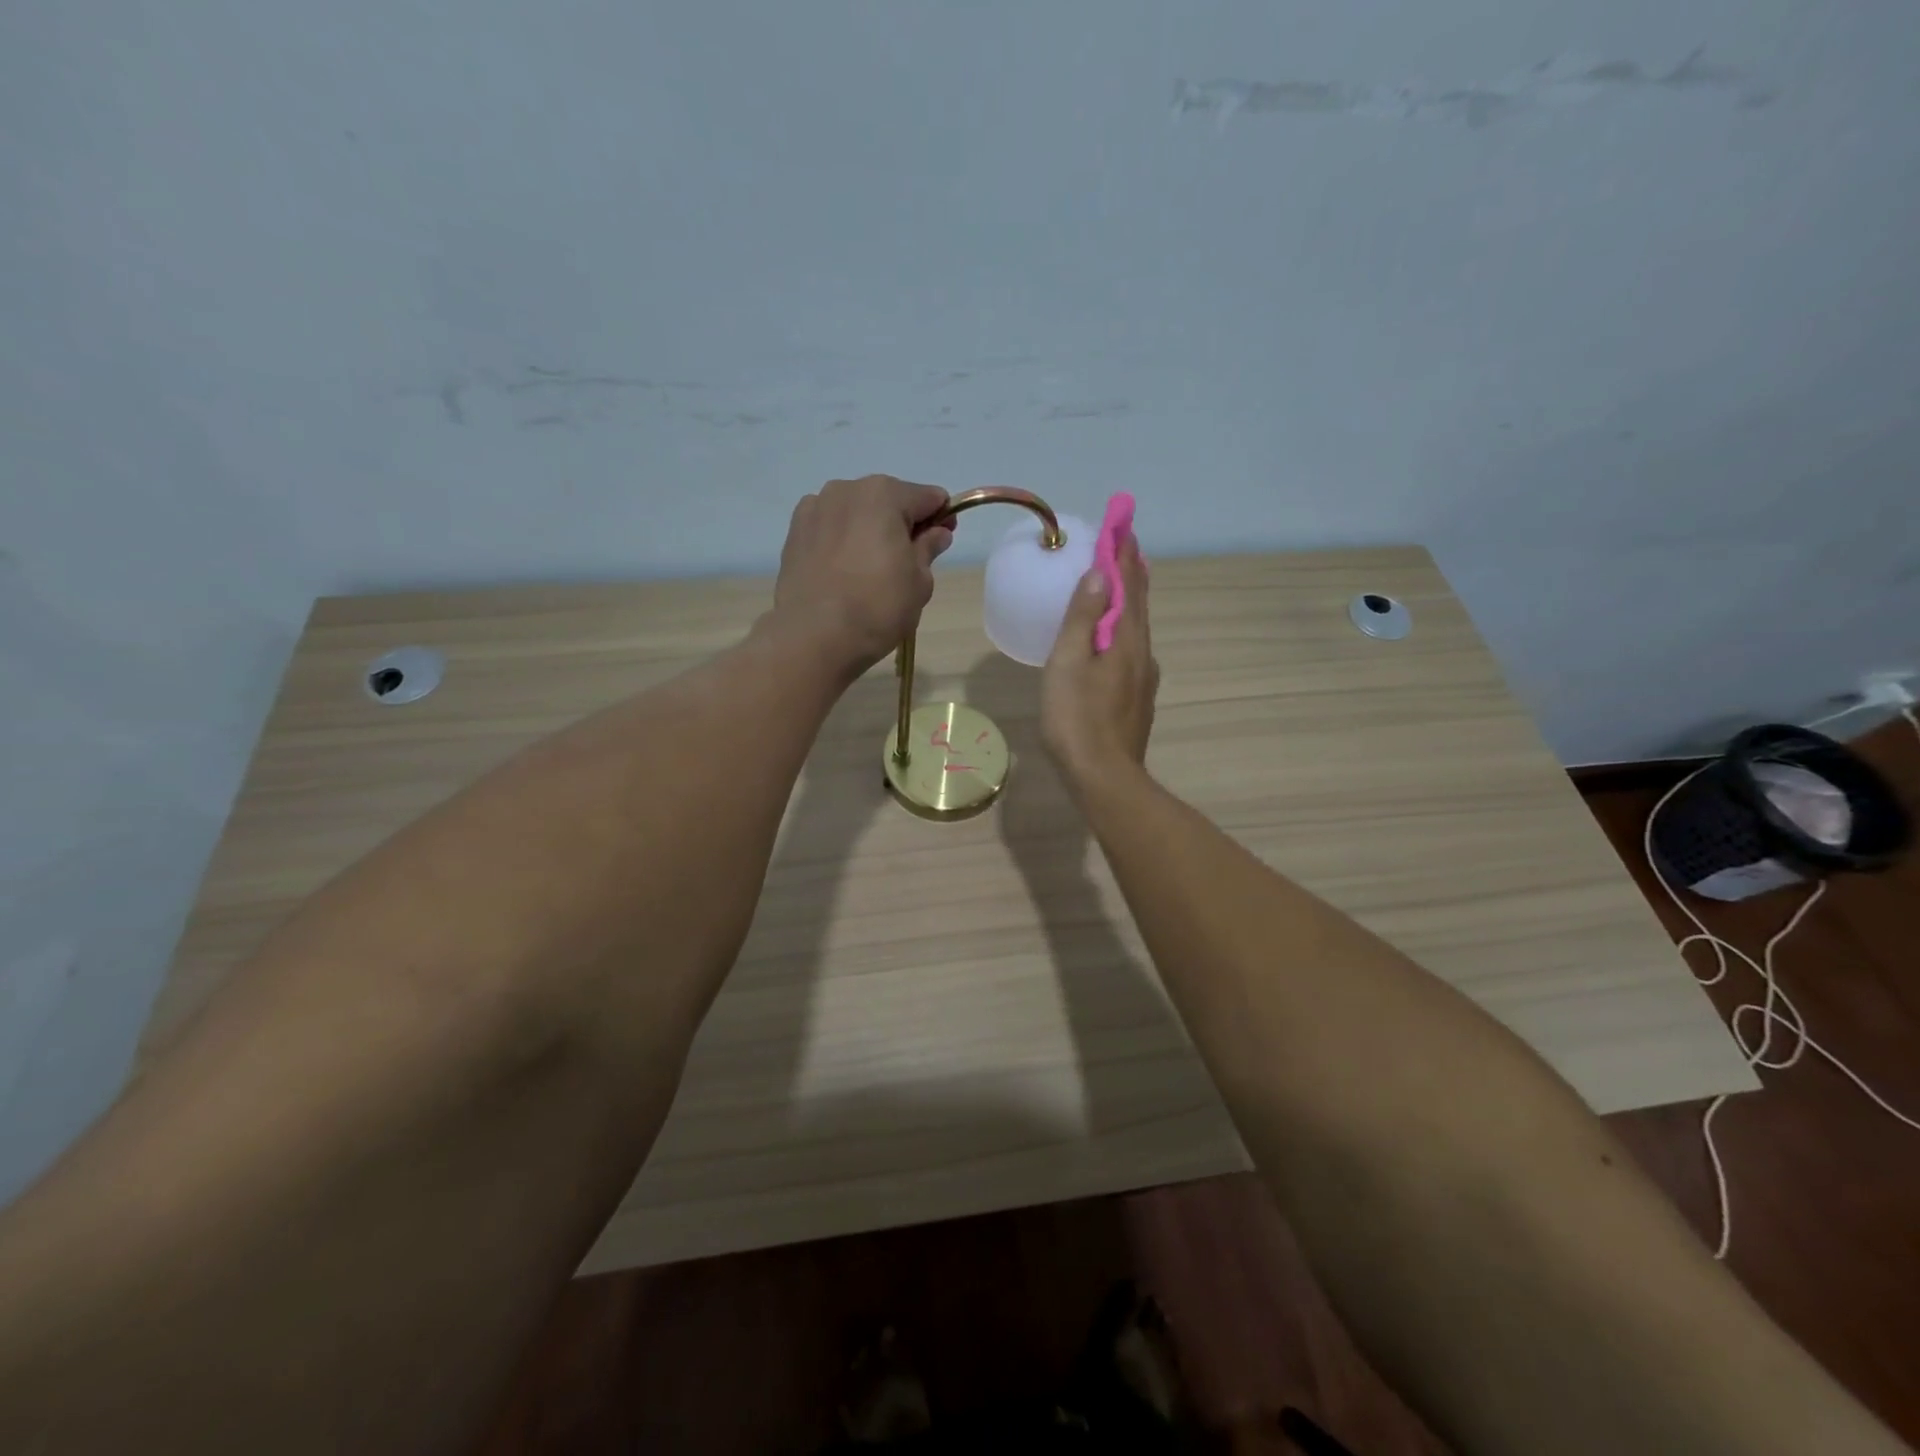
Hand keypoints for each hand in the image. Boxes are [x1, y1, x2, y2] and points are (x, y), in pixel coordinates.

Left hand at [773, 475, 953, 676]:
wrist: (814, 636)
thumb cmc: (878, 606)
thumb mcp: (919, 581)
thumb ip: (928, 549)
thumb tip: (936, 533)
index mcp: (884, 494)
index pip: (927, 497)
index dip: (941, 517)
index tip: (943, 540)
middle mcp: (846, 490)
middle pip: (887, 501)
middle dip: (902, 523)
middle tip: (907, 561)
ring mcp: (815, 509)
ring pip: (855, 513)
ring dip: (869, 530)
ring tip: (871, 569)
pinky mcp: (793, 533)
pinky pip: (829, 529)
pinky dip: (841, 541)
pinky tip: (843, 571)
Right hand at [1041, 534, 1156, 788]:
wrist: (1104, 778)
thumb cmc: (1077, 719)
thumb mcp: (1069, 663)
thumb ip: (1083, 618)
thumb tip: (1100, 573)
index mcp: (1127, 641)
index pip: (1128, 586)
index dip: (1124, 554)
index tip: (1123, 524)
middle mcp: (1143, 655)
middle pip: (1139, 605)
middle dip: (1132, 573)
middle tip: (1126, 545)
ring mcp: (1143, 681)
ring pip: (1137, 630)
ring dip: (1130, 602)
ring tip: (1119, 585)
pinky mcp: (1136, 701)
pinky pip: (1131, 652)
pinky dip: (1124, 630)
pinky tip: (1114, 641)